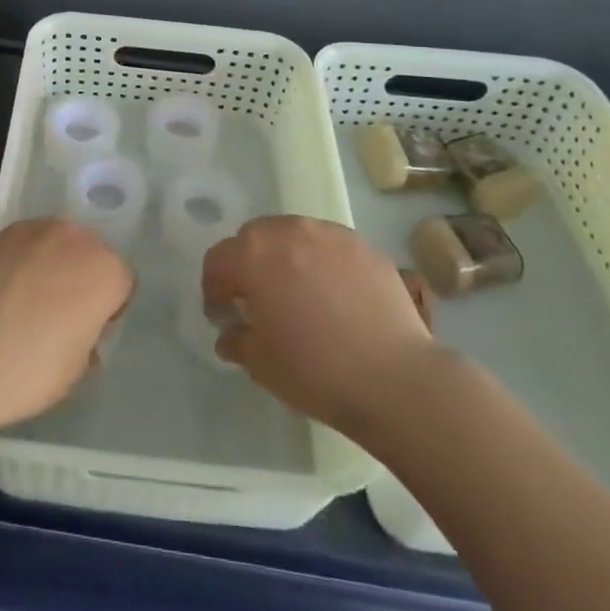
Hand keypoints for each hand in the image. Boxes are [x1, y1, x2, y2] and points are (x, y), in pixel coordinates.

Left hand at [0, 219, 133, 432]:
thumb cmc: (27, 371)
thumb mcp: (75, 370)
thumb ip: (87, 339)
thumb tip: (75, 330)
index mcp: (104, 269)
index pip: (122, 281)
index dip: (109, 308)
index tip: (89, 331)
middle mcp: (72, 236)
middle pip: (87, 251)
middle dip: (79, 276)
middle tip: (57, 315)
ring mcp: (29, 230)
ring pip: (51, 244)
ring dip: (46, 265)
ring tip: (21, 304)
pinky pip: (16, 248)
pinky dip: (13, 265)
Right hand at [202, 216, 436, 436]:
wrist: (395, 378)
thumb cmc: (316, 371)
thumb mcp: (261, 364)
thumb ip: (237, 340)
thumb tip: (230, 332)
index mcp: (253, 256)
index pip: (218, 260)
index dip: (213, 288)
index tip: (222, 314)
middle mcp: (288, 231)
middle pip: (254, 237)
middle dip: (248, 264)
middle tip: (258, 299)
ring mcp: (329, 234)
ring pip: (293, 234)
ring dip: (285, 257)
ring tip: (298, 292)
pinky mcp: (364, 245)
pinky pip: (330, 246)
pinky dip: (322, 262)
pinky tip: (336, 296)